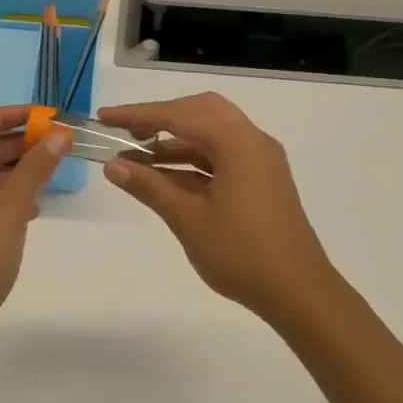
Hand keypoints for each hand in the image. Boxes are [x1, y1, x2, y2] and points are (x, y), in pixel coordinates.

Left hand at [0, 106, 69, 364]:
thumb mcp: (8, 208)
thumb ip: (35, 168)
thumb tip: (59, 135)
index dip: (4, 117)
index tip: (42, 116)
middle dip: (13, 146)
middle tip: (54, 142)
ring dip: (13, 175)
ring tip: (50, 172)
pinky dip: (6, 203)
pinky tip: (34, 209)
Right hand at [98, 93, 339, 324]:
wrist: (298, 291)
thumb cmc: (241, 253)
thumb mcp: (188, 219)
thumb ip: (150, 187)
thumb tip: (113, 165)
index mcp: (237, 143)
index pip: (178, 116)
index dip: (137, 115)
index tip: (104, 117)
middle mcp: (252, 141)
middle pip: (201, 112)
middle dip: (161, 118)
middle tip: (126, 133)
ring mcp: (261, 161)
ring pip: (213, 134)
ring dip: (176, 141)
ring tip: (137, 157)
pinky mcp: (263, 180)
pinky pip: (223, 156)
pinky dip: (194, 160)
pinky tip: (166, 176)